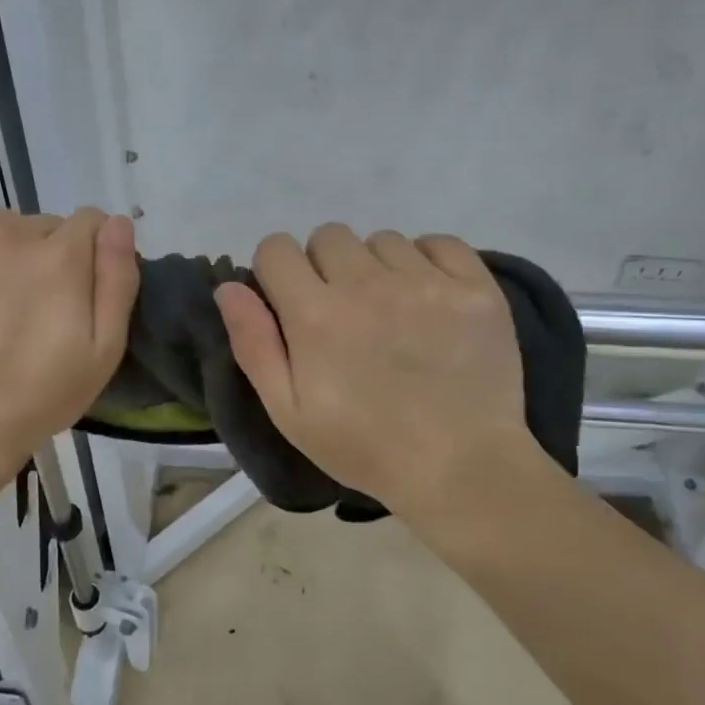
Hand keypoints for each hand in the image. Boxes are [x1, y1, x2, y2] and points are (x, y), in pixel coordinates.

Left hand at [0, 208, 137, 476]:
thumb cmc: (39, 395)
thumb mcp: (104, 350)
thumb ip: (117, 279)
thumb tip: (119, 223)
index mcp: (59, 257)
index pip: (90, 221)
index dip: (91, 253)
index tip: (78, 290)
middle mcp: (9, 234)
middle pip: (43, 224)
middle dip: (47, 254)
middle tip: (34, 305)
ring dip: (5, 250)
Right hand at [214, 224, 546, 518]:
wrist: (460, 468)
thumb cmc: (365, 447)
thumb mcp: (289, 412)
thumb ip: (254, 344)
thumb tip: (229, 287)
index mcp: (316, 314)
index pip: (276, 249)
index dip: (275, 271)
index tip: (290, 301)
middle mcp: (368, 284)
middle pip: (328, 236)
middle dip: (324, 266)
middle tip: (343, 312)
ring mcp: (426, 282)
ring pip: (382, 240)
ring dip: (376, 267)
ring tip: (392, 311)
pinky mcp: (475, 287)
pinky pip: (439, 243)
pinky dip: (428, 261)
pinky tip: (430, 297)